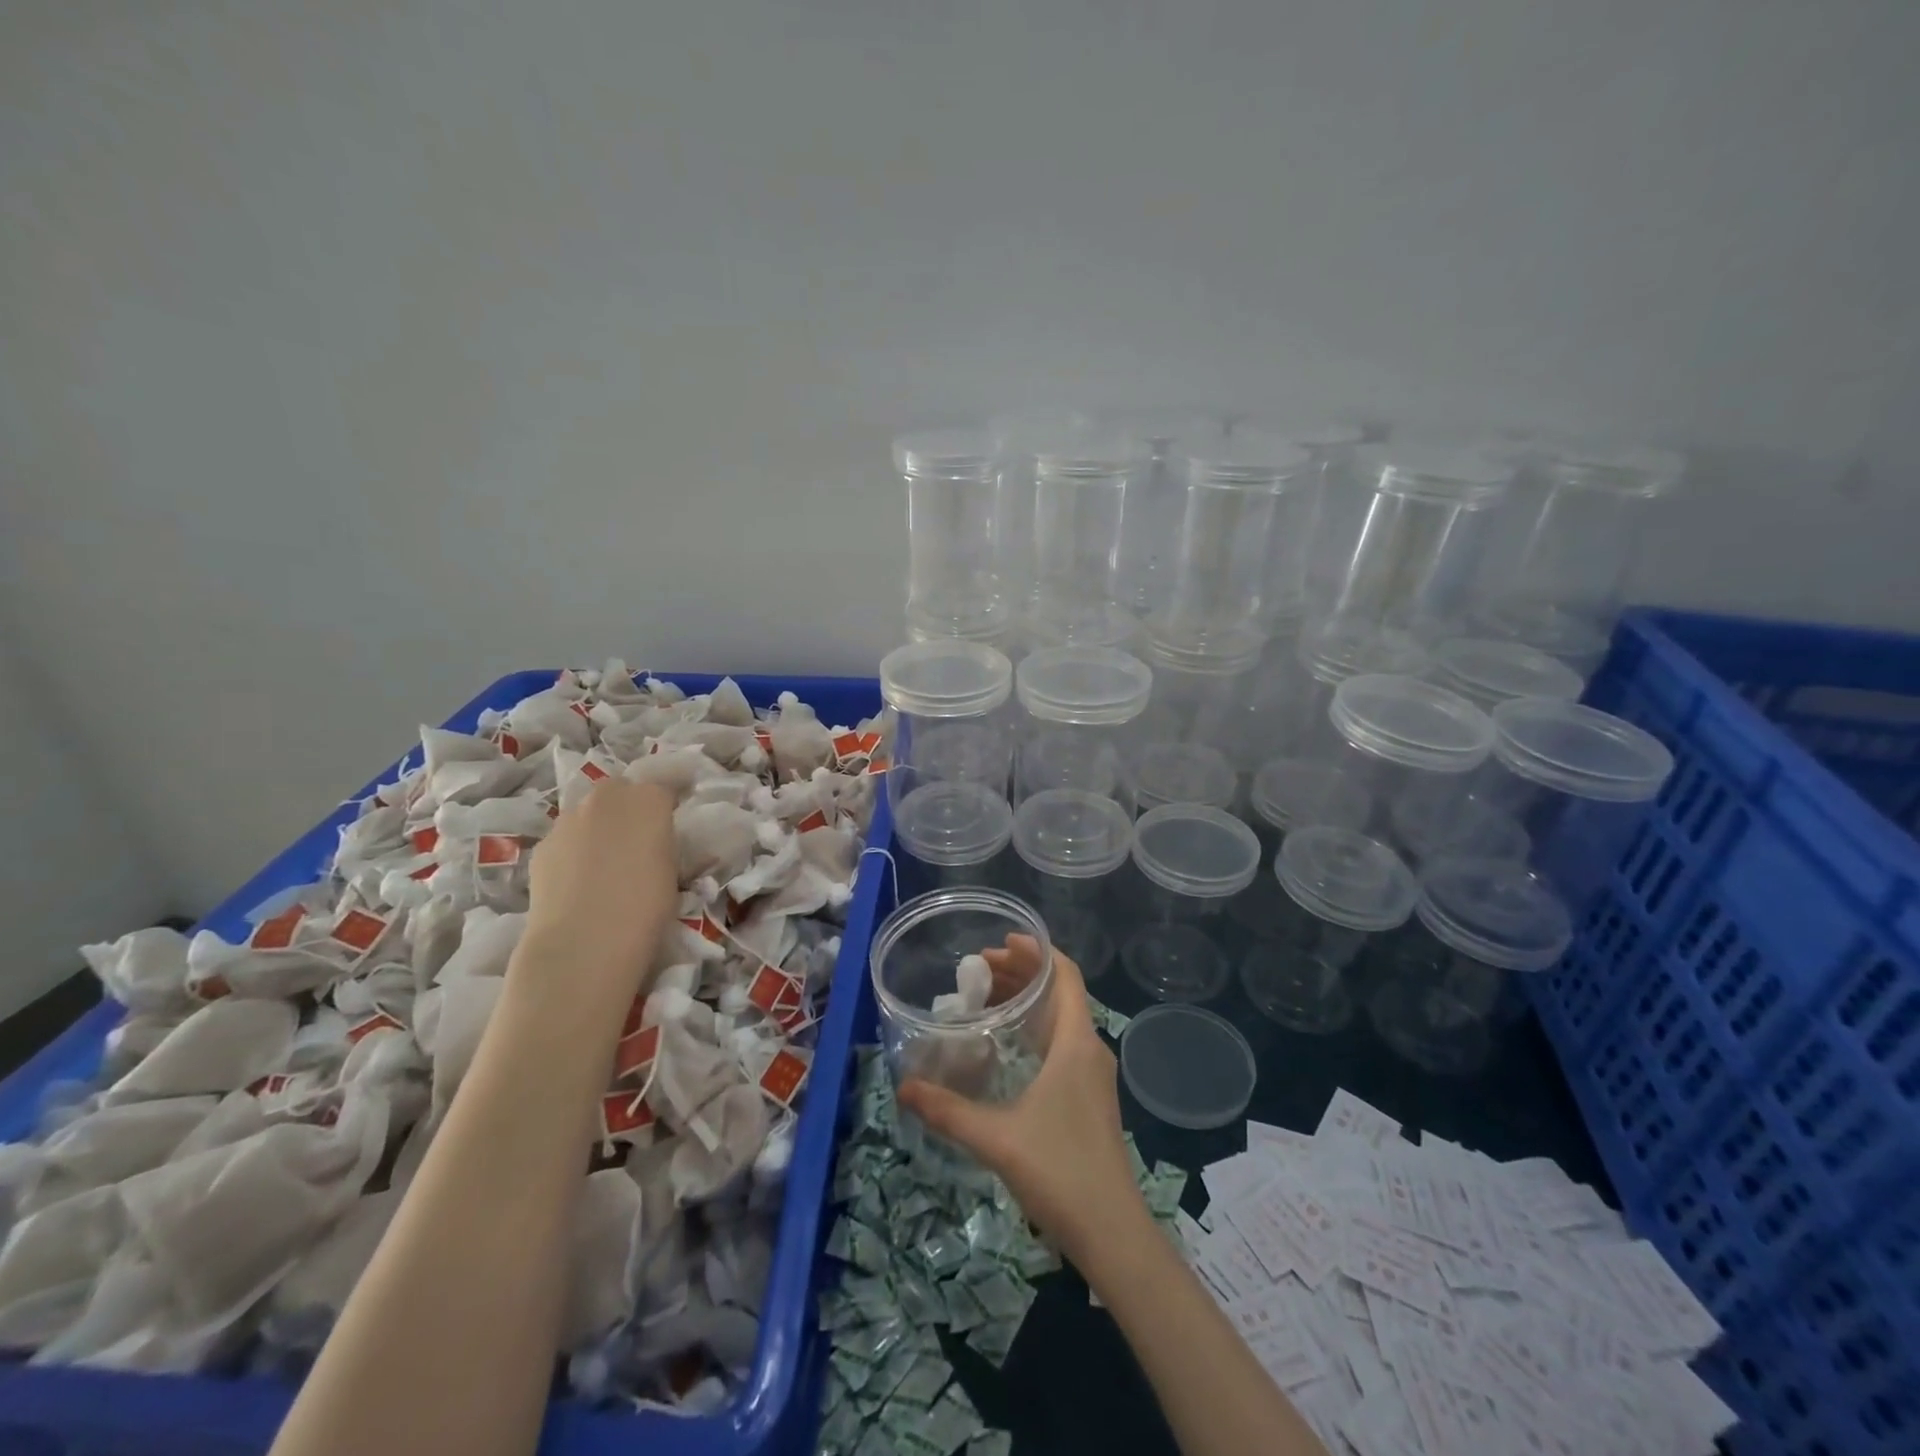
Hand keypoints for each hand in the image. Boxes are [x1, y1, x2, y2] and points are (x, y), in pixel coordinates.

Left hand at [517, 778, 676, 1006]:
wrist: (585, 940)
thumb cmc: (647, 906)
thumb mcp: (674, 870)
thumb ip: (665, 845)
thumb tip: (657, 845)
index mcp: (649, 799)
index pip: (666, 786)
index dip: (670, 803)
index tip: (674, 821)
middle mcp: (607, 797)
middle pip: (621, 790)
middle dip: (628, 807)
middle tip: (638, 841)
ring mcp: (569, 819)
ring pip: (588, 813)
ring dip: (599, 827)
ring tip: (606, 864)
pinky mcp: (542, 845)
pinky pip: (566, 839)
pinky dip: (574, 851)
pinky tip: (579, 882)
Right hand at [898, 936, 1144, 1264]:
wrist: (1112, 1232)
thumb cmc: (1060, 1171)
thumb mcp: (996, 1138)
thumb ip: (948, 1110)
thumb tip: (903, 1087)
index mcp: (1076, 1042)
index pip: (1065, 974)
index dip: (1036, 951)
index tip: (1000, 942)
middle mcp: (1089, 1048)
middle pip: (1058, 991)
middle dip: (1021, 973)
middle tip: (977, 970)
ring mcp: (1092, 1074)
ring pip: (1060, 1018)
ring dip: (1027, 1001)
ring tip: (984, 997)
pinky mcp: (1088, 1096)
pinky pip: (1061, 1042)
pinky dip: (1033, 1028)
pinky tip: (1005, 1044)